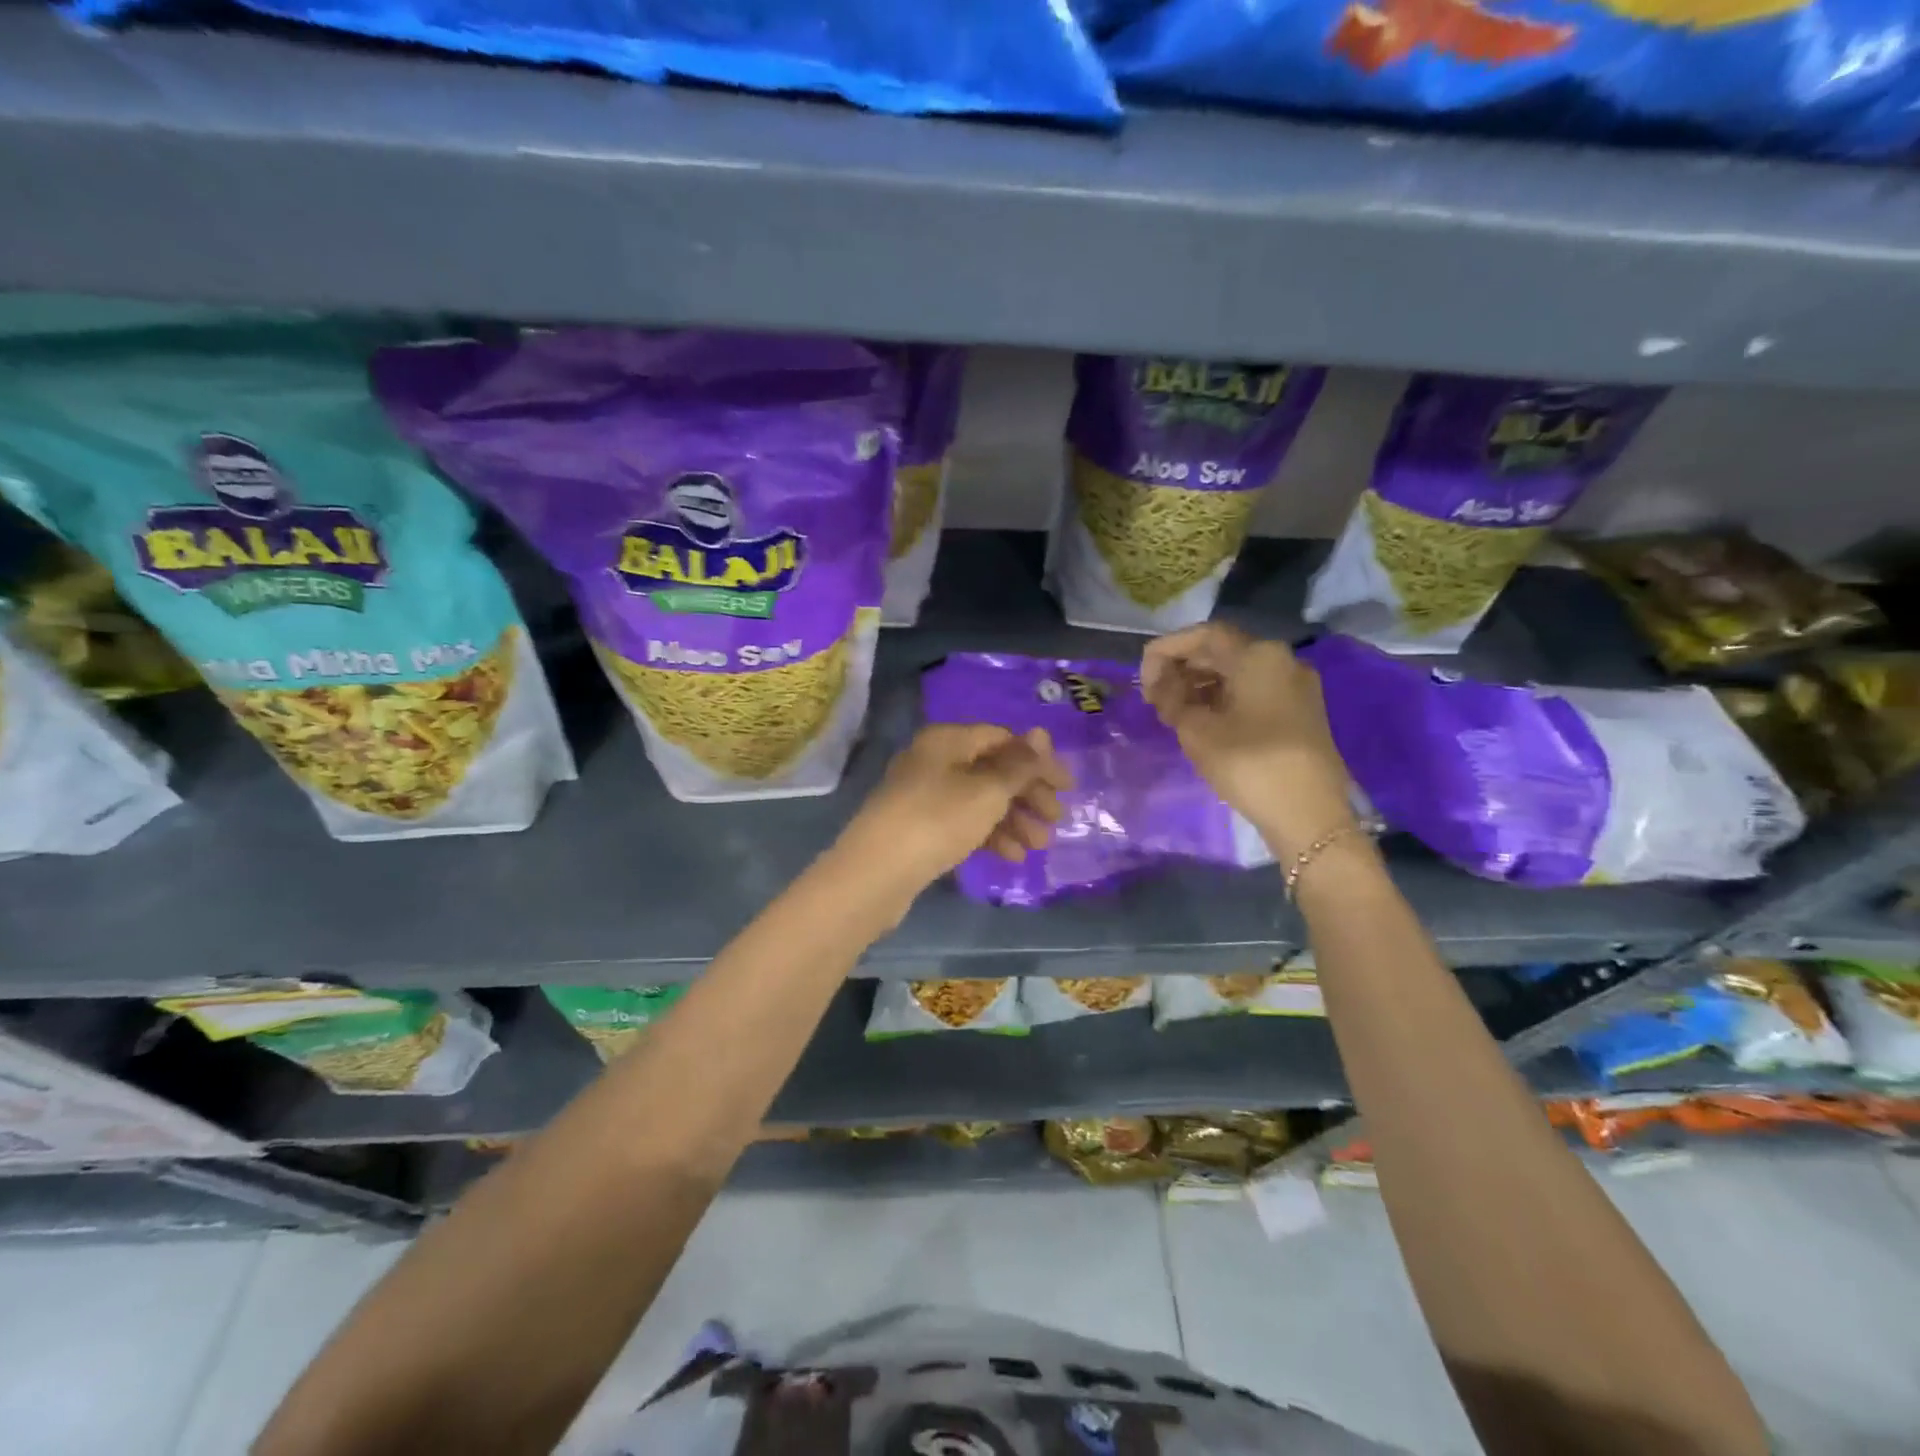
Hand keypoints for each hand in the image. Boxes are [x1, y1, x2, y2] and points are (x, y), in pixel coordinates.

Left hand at [834, 723, 1071, 901]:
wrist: (876, 873)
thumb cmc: (938, 820)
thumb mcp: (987, 791)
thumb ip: (1018, 765)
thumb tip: (1041, 734)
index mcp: (947, 740)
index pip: (1002, 738)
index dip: (1038, 760)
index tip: (1067, 788)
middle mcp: (934, 760)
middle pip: (992, 769)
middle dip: (1027, 794)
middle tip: (1056, 819)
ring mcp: (923, 795)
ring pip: (979, 799)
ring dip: (1013, 819)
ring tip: (1039, 845)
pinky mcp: (919, 827)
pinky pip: (963, 822)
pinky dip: (989, 834)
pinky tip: (1012, 856)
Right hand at [1141, 623, 1357, 862]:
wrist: (1310, 814)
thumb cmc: (1249, 765)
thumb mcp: (1197, 730)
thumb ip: (1172, 697)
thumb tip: (1161, 682)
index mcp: (1258, 656)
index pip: (1202, 636)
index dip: (1166, 650)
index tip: (1142, 678)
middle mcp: (1282, 660)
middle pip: (1221, 651)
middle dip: (1182, 669)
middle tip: (1153, 697)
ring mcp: (1295, 686)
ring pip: (1237, 672)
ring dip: (1200, 685)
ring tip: (1171, 712)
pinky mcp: (1300, 711)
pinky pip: (1253, 690)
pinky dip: (1222, 698)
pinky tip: (1201, 720)